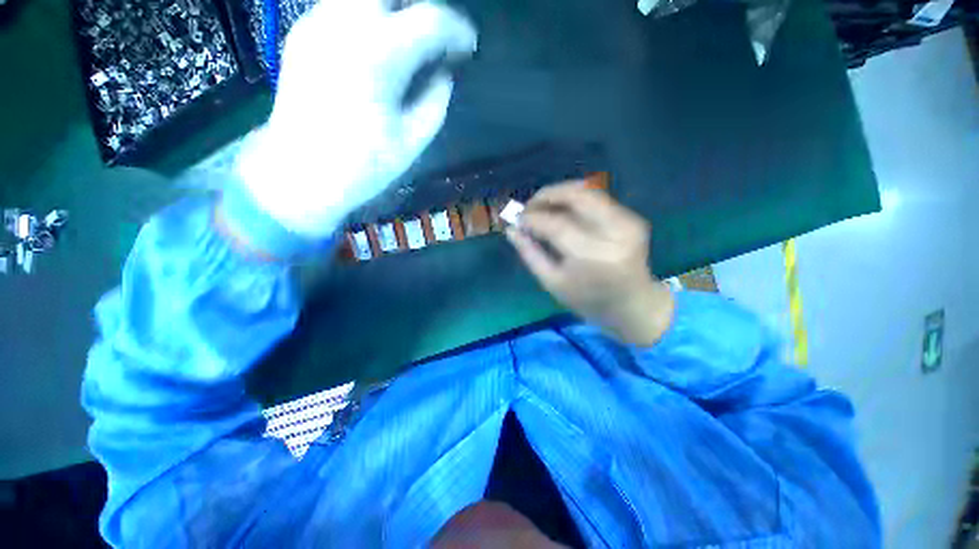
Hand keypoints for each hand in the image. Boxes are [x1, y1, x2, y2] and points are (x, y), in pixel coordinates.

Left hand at [235, 0, 477, 238]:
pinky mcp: (303, 33)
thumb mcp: (413, 141)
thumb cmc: (361, 165)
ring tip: (411, 39)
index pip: (430, 19)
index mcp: (378, 55)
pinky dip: (369, 16)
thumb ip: (435, 101)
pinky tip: (378, 45)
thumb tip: (444, 75)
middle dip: (420, 5)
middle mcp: (344, 24)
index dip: (457, 29)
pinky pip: (343, 6)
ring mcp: (317, 23)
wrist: (299, 173)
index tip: (469, 46)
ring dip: (394, 8)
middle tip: (438, 33)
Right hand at [506, 182, 674, 346]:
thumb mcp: (552, 282)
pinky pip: (599, 200)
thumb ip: (530, 253)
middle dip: (547, 195)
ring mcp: (628, 223)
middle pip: (577, 196)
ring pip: (588, 192)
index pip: (555, 224)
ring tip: (542, 206)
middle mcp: (614, 233)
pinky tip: (562, 210)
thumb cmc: (587, 300)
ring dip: (560, 193)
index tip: (517, 219)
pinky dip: (576, 200)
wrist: (632, 305)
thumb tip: (511, 229)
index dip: (532, 217)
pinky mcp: (634, 218)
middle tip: (529, 206)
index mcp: (591, 256)